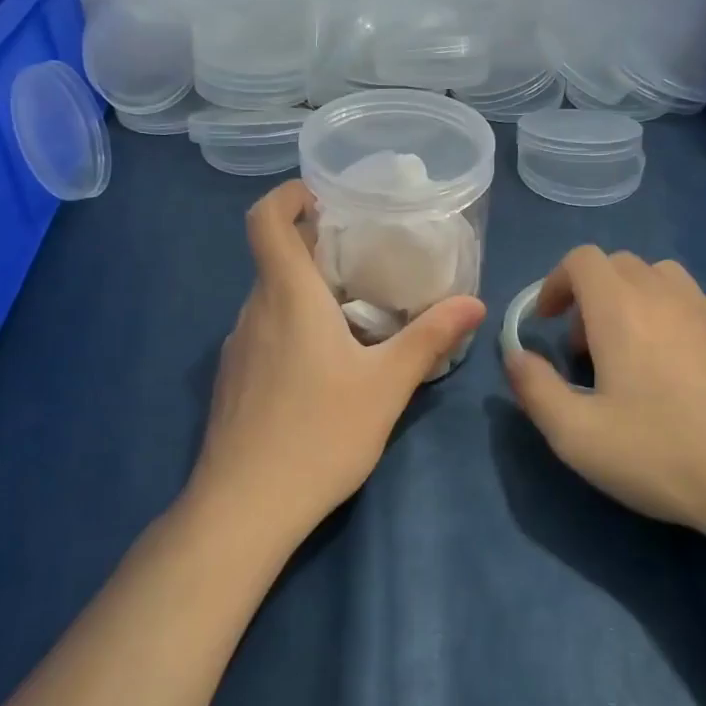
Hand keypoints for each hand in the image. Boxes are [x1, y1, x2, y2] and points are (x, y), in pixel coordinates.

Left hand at [189, 181, 485, 541]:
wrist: (243, 508)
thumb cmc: (319, 434)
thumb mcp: (387, 385)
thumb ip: (430, 337)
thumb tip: (473, 303)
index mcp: (287, 297)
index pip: (265, 221)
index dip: (287, 196)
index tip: (322, 196)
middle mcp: (253, 312)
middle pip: (275, 259)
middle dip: (316, 248)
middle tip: (366, 258)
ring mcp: (236, 349)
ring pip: (271, 299)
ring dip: (307, 292)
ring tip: (355, 313)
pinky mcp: (233, 382)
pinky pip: (264, 333)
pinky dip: (293, 326)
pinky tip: (325, 366)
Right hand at [504, 247, 705, 545]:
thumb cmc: (660, 453)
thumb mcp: (576, 435)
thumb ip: (534, 389)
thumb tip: (514, 356)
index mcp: (622, 308)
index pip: (582, 259)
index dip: (554, 282)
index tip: (544, 323)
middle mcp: (667, 295)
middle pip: (619, 264)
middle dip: (588, 295)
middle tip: (581, 348)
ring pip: (658, 278)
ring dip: (628, 301)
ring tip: (625, 355)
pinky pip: (690, 304)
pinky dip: (664, 317)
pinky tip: (670, 375)